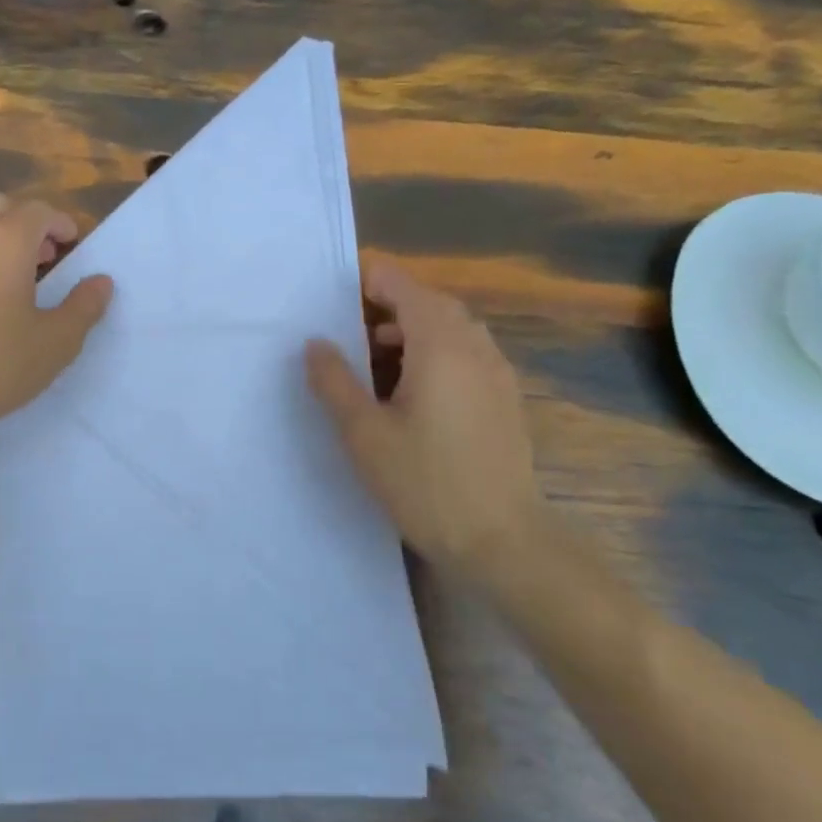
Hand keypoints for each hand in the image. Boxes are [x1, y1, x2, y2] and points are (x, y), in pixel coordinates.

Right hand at [305, 265, 542, 568]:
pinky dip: (436, 351)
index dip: (371, 282)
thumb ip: (334, 381)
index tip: (337, 296)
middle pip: (432, 303)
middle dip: (390, 305)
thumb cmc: (425, 482)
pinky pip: (468, 353)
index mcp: (440, 346)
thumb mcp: (363, 433)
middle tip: (351, 328)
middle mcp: (475, 348)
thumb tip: (315, 343)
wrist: (502, 540)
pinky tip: (413, 390)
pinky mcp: (505, 399)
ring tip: (377, 359)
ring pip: (453, 328)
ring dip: (414, 329)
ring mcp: (497, 373)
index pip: (405, 288)